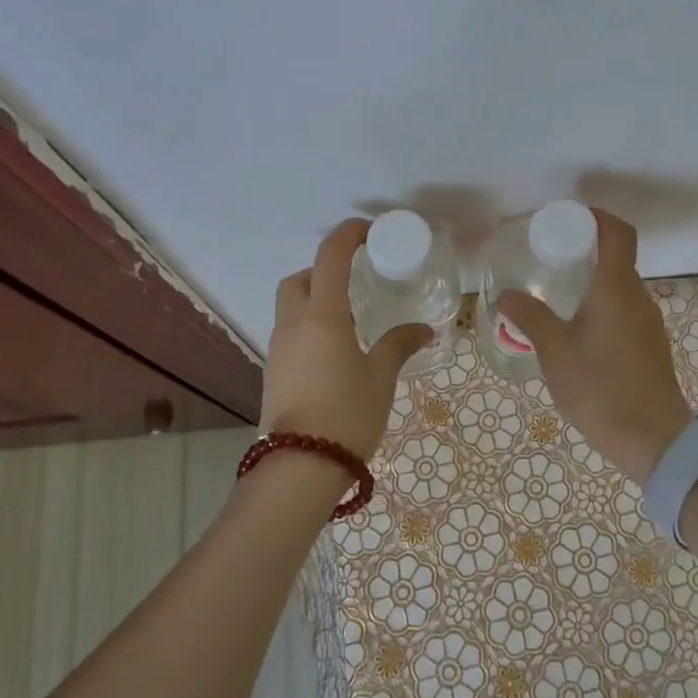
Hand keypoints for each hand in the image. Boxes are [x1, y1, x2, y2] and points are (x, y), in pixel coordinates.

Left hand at [260, 219, 433, 458]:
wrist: (301, 467)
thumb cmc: (348, 412)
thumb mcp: (381, 376)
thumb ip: (399, 344)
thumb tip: (423, 330)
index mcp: (322, 315)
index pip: (330, 257)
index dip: (348, 235)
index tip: (369, 230)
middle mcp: (293, 323)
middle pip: (299, 278)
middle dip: (323, 269)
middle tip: (354, 280)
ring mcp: (278, 348)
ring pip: (290, 305)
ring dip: (314, 298)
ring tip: (350, 317)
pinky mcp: (274, 370)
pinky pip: (289, 332)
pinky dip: (309, 325)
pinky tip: (335, 349)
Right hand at [496, 209, 690, 484]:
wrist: (654, 441)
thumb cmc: (600, 388)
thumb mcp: (555, 351)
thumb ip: (530, 317)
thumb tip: (506, 294)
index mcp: (617, 288)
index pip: (618, 233)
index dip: (597, 216)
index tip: (568, 217)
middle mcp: (638, 298)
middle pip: (618, 258)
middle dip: (586, 250)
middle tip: (549, 257)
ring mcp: (649, 323)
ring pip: (620, 288)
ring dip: (593, 281)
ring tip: (557, 295)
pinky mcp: (650, 347)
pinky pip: (625, 311)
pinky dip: (602, 306)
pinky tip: (577, 331)